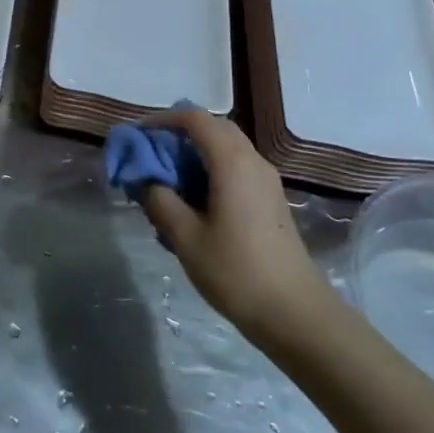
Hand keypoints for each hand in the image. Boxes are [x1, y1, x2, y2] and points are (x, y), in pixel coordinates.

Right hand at [138, 108, 336, 345]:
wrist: (295, 313)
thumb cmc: (236, 271)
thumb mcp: (185, 237)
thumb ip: (160, 200)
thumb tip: (145, 180)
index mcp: (232, 162)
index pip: (195, 119)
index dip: (162, 119)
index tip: (138, 136)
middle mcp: (252, 161)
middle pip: (213, 128)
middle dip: (178, 134)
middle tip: (150, 155)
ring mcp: (265, 181)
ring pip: (226, 148)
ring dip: (194, 153)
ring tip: (167, 180)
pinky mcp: (270, 200)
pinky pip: (235, 168)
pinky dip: (210, 170)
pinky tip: (193, 203)